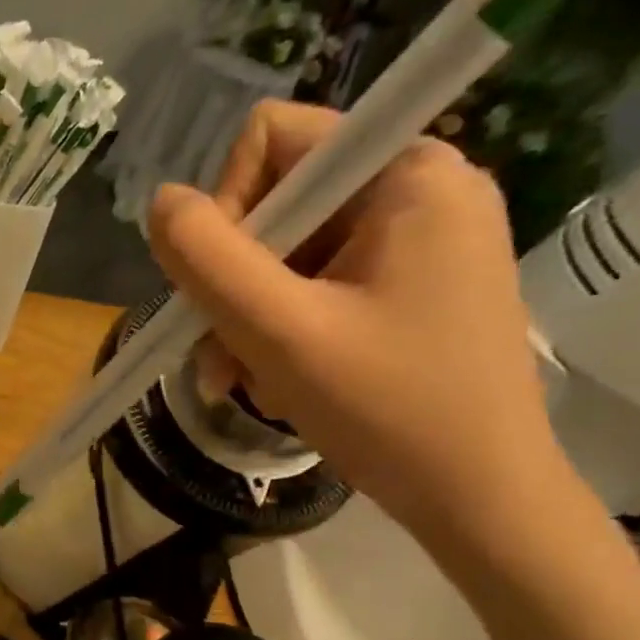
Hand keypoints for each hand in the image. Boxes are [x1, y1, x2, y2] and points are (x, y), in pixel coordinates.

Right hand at [149, 100, 568, 556]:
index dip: (226, 209)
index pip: (273, 141)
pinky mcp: (411, 285)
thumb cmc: (388, 409)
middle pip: (276, 204)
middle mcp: (418, 189)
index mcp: (407, 174)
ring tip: (245, 382)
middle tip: (221, 358)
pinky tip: (279, 382)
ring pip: (287, 253)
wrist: (479, 498)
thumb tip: (161, 201)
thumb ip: (208, 258)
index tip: (221, 290)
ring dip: (248, 319)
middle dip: (234, 284)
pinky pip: (315, 285)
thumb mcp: (279, 332)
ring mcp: (417, 240)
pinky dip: (281, 332)